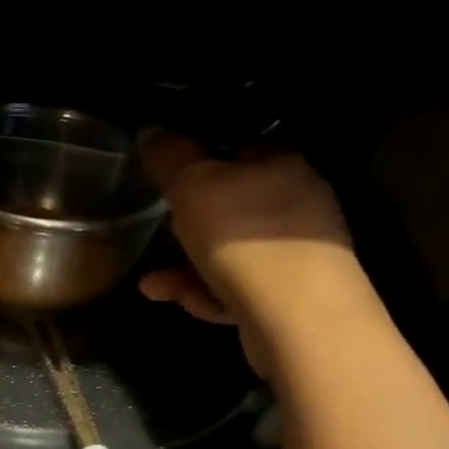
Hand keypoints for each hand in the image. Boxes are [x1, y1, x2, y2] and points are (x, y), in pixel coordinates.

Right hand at [137, 132, 355, 372]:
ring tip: (152, 284)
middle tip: (156, 235)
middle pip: (229, 206)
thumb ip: (169, 157)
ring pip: (229, 253)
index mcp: (282, 164)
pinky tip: (181, 301)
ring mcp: (295, 254)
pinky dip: (206, 293)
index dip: (200, 159)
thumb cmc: (245, 237)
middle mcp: (297, 203)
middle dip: (185, 226)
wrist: (297, 318)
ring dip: (186, 268)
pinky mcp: (288, 297)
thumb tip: (150, 130)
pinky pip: (237, 288)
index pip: (239, 147)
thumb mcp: (194, 187)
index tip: (167, 179)